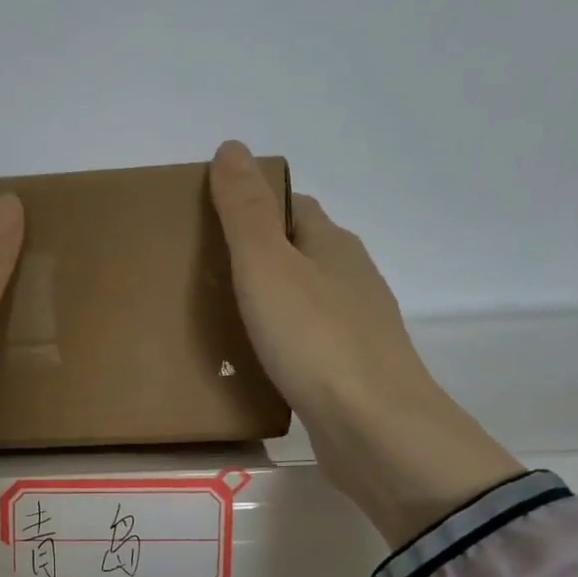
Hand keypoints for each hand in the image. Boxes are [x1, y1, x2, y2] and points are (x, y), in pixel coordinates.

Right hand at [209, 140, 522, 547]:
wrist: (374, 429)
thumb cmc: (315, 339)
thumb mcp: (267, 266)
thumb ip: (245, 211)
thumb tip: (232, 147)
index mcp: (332, 245)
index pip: (293, 206)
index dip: (256, 204)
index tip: (210, 217)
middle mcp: (351, 279)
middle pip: (301, 251)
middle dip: (259, 252)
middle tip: (204, 268)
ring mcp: (356, 328)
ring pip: (306, 298)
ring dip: (271, 298)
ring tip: (221, 314)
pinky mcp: (351, 372)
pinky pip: (308, 341)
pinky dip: (281, 340)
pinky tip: (256, 359)